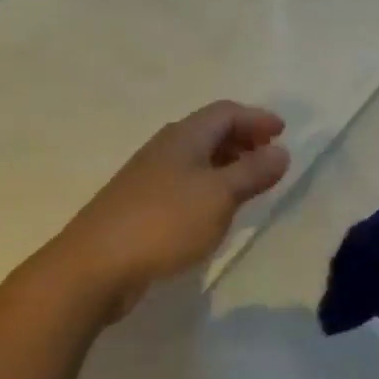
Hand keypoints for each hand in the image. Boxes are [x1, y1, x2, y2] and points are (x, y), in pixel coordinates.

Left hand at [38, 101, 289, 319]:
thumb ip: (253, 172)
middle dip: (243, 138)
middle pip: (210, 131)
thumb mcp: (220, 196)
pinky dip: (210, 186)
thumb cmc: (165, 222)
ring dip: (227, 163)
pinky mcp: (142, 206)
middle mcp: (166, 148)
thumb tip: (281, 151)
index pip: (226, 113)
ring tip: (250, 183)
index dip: (257, 118)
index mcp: (185, 137)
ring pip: (197, 158)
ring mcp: (150, 177)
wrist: (95, 266)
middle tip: (270, 155)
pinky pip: (186, 183)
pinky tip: (216, 210)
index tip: (283, 132)